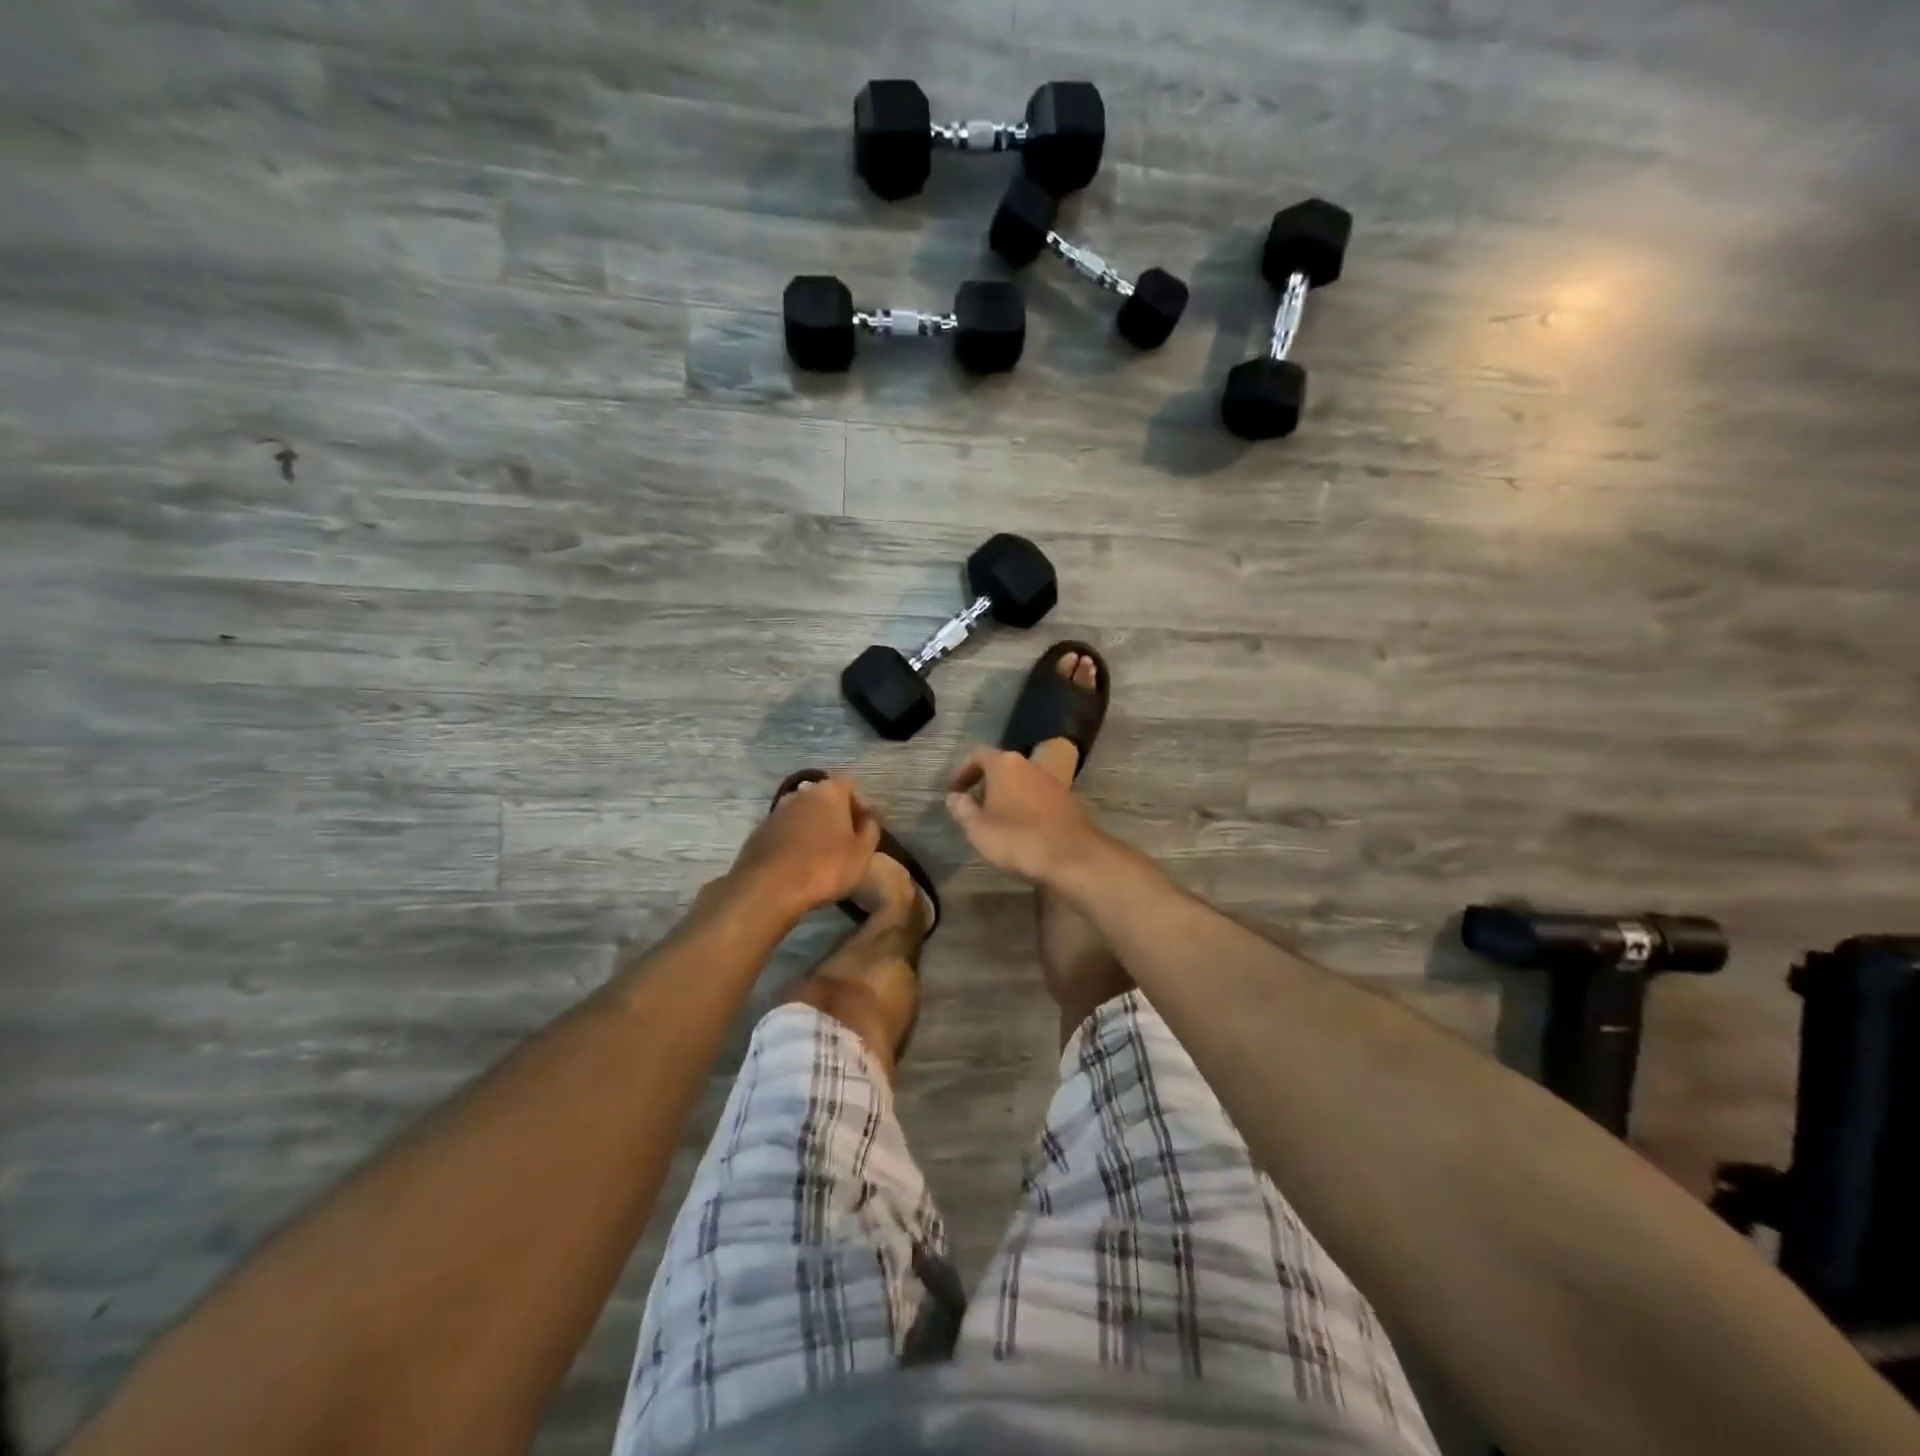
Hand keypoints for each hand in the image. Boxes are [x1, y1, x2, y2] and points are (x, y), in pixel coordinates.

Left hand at [729, 776, 880, 915]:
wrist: (769, 888)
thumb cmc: (825, 867)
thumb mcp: (863, 852)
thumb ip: (871, 829)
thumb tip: (869, 817)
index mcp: (829, 792)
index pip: (849, 786)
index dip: (860, 804)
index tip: (865, 827)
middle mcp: (801, 794)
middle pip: (824, 798)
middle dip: (836, 815)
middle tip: (846, 841)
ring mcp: (776, 812)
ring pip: (803, 814)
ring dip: (814, 828)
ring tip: (822, 855)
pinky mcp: (759, 833)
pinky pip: (785, 832)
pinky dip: (794, 842)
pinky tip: (799, 864)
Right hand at [945, 748, 1109, 886]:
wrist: (1072, 856)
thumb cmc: (1017, 838)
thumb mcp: (978, 829)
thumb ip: (962, 810)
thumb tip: (954, 797)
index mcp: (1005, 764)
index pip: (978, 755)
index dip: (963, 772)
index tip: (954, 792)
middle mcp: (1030, 764)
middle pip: (1002, 767)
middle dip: (986, 784)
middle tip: (974, 807)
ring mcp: (1052, 781)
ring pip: (1022, 782)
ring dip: (1007, 796)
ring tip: (997, 821)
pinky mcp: (1067, 800)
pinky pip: (1038, 797)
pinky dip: (1026, 807)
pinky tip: (1022, 830)